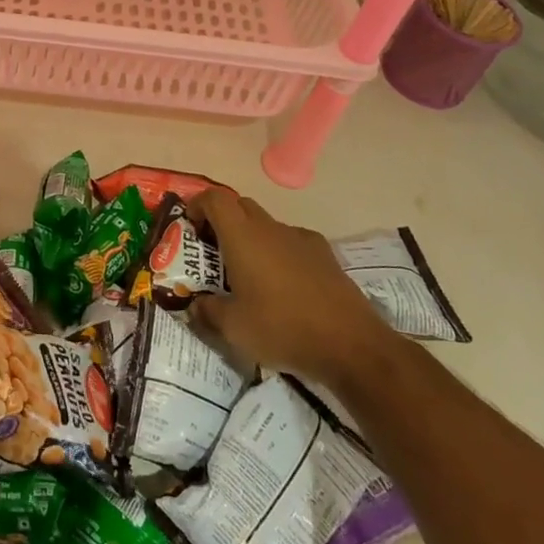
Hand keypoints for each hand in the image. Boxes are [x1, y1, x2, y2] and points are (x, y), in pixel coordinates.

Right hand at [187, 190, 388, 383]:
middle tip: (213, 253)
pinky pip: (291, 242)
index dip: (198, 205)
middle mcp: (271, 228)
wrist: (352, 345)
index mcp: (243, 237)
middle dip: (222, 222)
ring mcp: (301, 239)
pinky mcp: (325, 255)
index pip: (215, 198)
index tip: (190, 227)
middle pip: (240, 206)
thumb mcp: (233, 329)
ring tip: (249, 275)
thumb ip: (207, 312)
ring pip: (267, 225)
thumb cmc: (283, 329)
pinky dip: (279, 253)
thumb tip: (195, 306)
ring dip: (251, 239)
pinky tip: (284, 286)